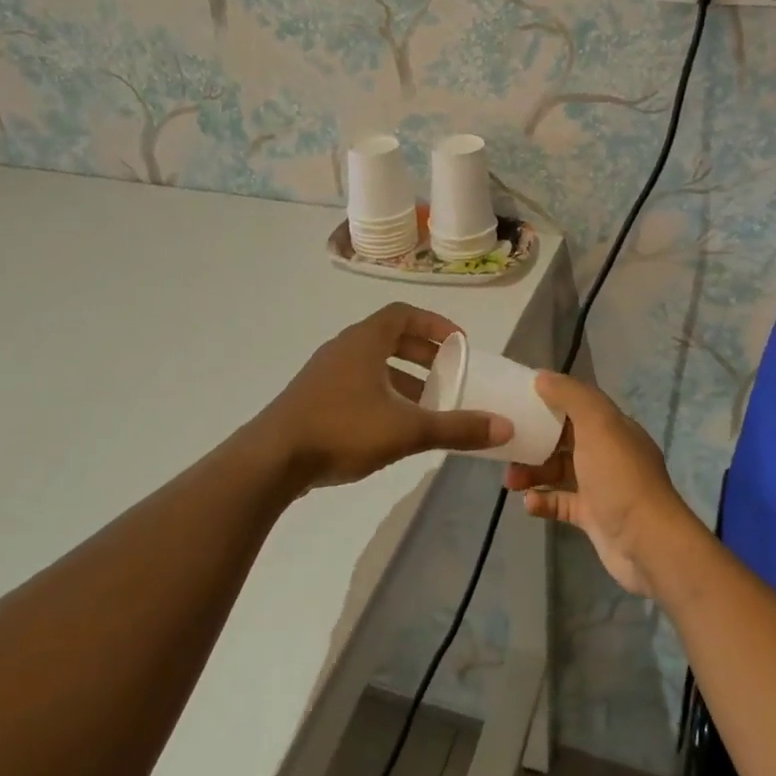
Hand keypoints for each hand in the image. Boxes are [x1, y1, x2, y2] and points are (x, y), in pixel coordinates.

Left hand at [259, 303, 511, 489]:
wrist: (270, 460)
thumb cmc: (342, 430)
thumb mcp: (407, 430)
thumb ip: (456, 428)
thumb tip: (504, 427)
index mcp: (365, 342)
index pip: (404, 314)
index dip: (435, 324)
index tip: (459, 343)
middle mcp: (343, 349)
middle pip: (390, 338)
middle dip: (423, 354)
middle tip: (449, 373)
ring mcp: (324, 374)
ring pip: (372, 365)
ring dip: (403, 378)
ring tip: (427, 405)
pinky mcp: (312, 399)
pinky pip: (356, 385)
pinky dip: (382, 395)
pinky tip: (393, 427)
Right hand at [506, 371, 699, 598]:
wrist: (647, 543)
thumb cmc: (620, 477)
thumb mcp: (598, 425)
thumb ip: (571, 396)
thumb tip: (542, 377)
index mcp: (614, 427)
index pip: (580, 404)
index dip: (551, 399)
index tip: (519, 400)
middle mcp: (609, 454)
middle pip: (566, 439)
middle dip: (536, 440)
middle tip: (507, 445)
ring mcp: (601, 487)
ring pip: (560, 472)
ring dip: (534, 473)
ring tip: (510, 481)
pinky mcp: (593, 517)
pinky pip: (562, 503)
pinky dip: (544, 501)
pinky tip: (529, 503)